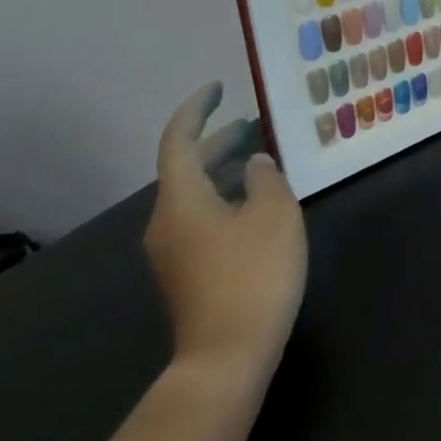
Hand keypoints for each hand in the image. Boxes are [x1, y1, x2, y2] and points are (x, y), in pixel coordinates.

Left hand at [145, 83, 307, 394]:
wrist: (227, 352)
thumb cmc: (253, 273)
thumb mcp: (274, 214)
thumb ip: (267, 178)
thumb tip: (257, 163)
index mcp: (181, 199)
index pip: (178, 141)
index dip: (197, 110)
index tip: (219, 88)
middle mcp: (166, 220)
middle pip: (185, 168)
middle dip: (218, 141)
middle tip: (254, 123)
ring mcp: (173, 249)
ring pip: (195, 193)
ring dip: (224, 170)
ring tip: (263, 159)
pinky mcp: (188, 270)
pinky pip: (202, 216)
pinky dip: (226, 196)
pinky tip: (257, 202)